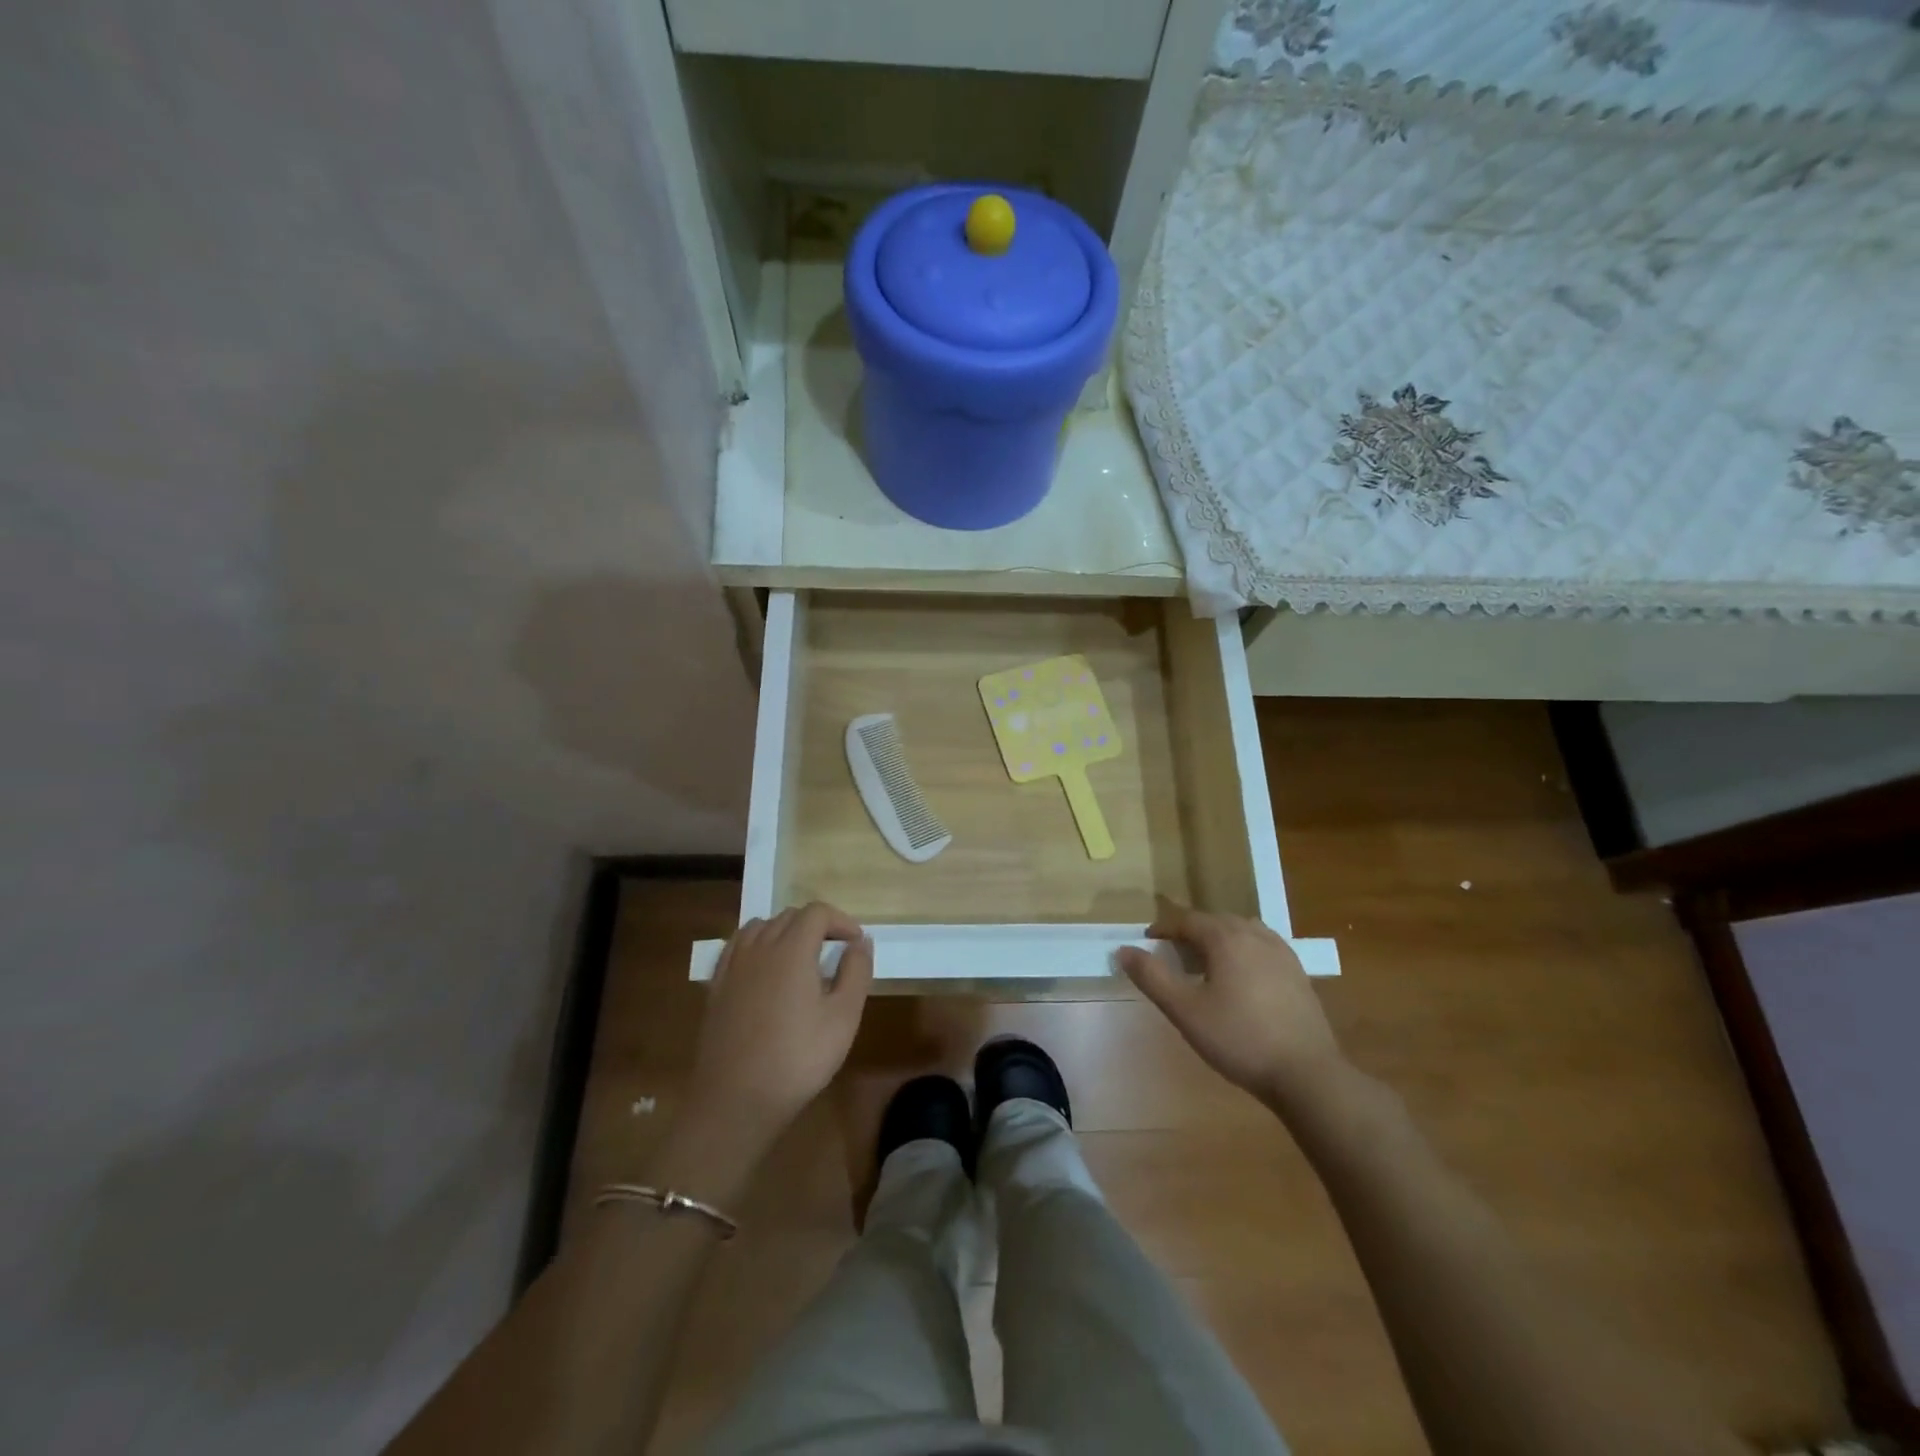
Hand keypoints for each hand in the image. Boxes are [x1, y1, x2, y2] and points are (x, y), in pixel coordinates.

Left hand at [686, 903, 874, 1147]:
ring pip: (761, 927)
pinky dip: (757, 945)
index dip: (841, 921)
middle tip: (835, 952)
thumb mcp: (843, 1017)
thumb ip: (856, 971)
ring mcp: (733, 966)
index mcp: (791, 949)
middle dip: (816, 925)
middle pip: (789, 916)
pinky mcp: (716, 986)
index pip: (817, 912)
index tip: (855, 944)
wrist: (735, 1100)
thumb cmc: (798, 1058)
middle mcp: (759, 947)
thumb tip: (860, 941)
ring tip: (801, 959)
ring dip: (785, 932)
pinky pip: (737, 947)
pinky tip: (765, 969)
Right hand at [1116, 904, 1345, 1110]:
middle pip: (1215, 921)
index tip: (1147, 943)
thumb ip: (1152, 977)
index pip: (1187, 920)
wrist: (1307, 1074)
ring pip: (1242, 931)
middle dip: (1190, 932)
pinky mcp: (1298, 973)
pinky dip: (1243, 951)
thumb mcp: (1185, 1010)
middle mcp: (1255, 935)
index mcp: (1226, 938)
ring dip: (1219, 939)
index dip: (1163, 929)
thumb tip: (1124, 950)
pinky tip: (1241, 978)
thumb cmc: (1239, 1039)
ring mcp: (1281, 952)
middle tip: (1172, 955)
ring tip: (1206, 963)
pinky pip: (1262, 947)